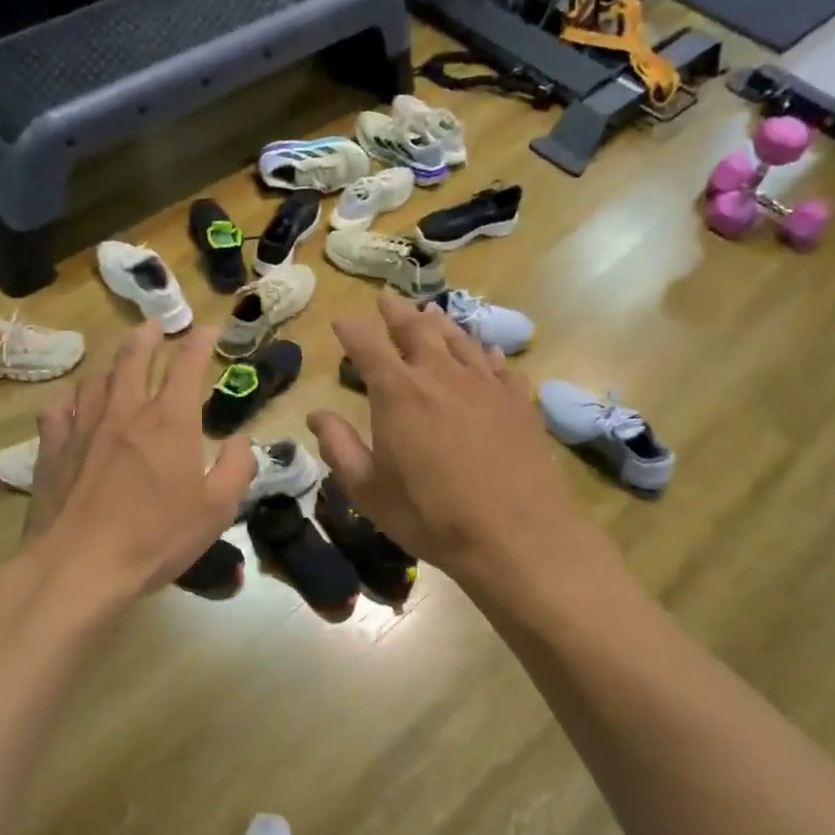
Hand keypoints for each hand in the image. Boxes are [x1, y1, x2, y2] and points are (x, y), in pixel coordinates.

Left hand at [22, 322, 251, 599]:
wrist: (79, 565)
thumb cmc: (156, 538)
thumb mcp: (216, 510)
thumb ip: (236, 469)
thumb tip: (239, 441)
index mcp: (170, 421)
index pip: (187, 366)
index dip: (199, 343)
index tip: (207, 330)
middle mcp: (126, 411)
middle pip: (134, 357)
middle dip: (149, 336)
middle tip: (156, 325)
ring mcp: (83, 426)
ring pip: (96, 378)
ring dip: (112, 361)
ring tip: (119, 358)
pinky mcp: (53, 448)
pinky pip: (59, 409)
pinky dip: (71, 398)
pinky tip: (72, 402)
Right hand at [308, 295, 587, 577]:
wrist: (515, 534)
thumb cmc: (430, 515)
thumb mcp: (369, 491)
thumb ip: (339, 448)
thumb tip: (317, 415)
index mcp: (398, 393)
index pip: (367, 347)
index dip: (352, 330)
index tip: (342, 320)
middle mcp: (440, 375)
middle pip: (417, 330)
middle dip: (397, 313)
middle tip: (387, 300)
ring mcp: (484, 384)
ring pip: (459, 340)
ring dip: (440, 324)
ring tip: (430, 313)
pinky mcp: (517, 401)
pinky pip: (499, 365)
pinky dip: (485, 353)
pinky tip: (485, 353)